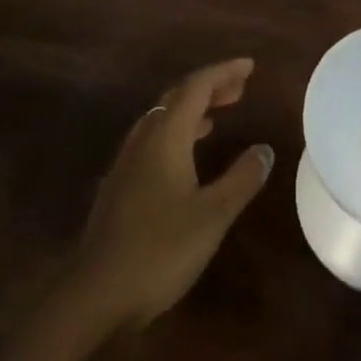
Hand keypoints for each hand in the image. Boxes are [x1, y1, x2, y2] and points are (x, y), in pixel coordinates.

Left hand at [69, 58, 274, 330]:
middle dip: (210, 87)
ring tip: (216, 117)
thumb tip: (265, 149)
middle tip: (239, 89)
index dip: (224, 72)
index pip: (198, 85)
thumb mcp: (212, 215)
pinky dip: (176, 132)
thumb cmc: (159, 249)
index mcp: (167, 134)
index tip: (250, 66)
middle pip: (178, 96)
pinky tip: (184, 157)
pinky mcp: (119, 184)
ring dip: (191, 110)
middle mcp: (145, 137)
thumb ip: (241, 179)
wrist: (95, 293)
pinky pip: (152, 139)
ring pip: (162, 117)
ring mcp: (127, 161)